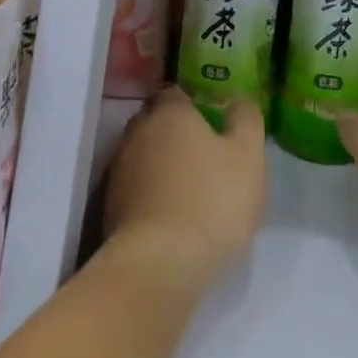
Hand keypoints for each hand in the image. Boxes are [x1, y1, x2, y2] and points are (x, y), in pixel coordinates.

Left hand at [103, 87, 266, 300]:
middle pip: (155, 121)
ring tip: (190, 185)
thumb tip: (238, 99)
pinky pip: (135, 186)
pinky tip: (172, 211)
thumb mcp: (248, 156)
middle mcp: (137, 133)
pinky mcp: (109, 205)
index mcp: (169, 113)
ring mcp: (118, 170)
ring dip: (161, 163)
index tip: (213, 118)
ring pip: (143, 154)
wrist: (159, 264)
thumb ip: (246, 120)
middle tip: (205, 151)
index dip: (194, 102)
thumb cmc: (212, 201)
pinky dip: (151, 191)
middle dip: (175, 131)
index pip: (176, 92)